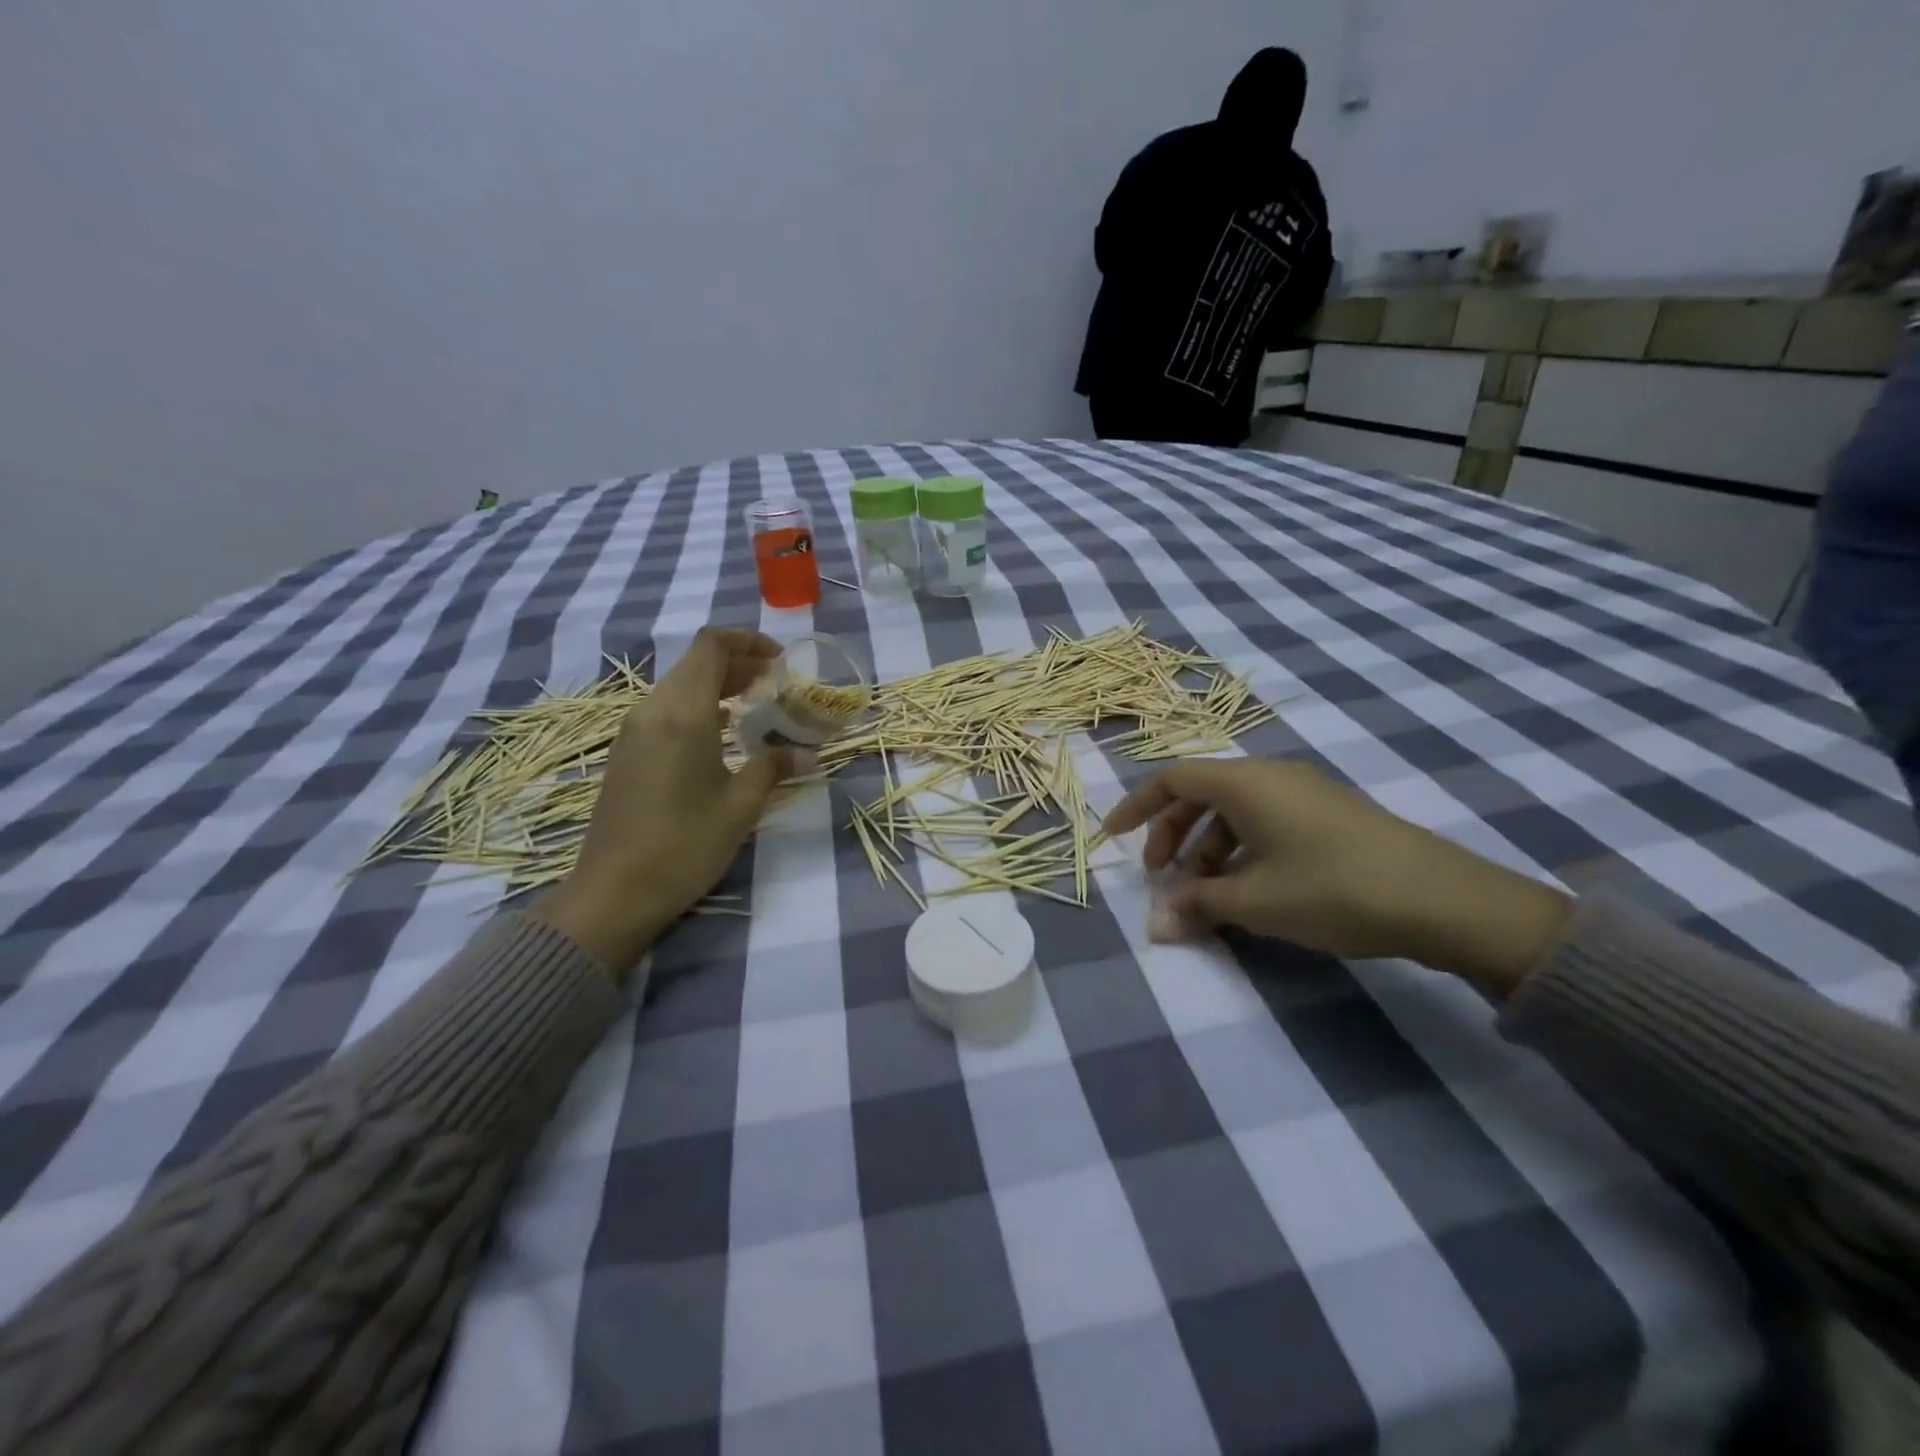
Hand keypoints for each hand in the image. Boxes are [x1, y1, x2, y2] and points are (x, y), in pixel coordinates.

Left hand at [534, 628, 792, 974]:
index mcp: (682, 713)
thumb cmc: (684, 845)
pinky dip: (698, 705)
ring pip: (679, 686)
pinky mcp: (627, 752)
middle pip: (695, 663)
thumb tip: (806, 754)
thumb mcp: (740, 806)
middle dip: (738, 663)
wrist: (614, 891)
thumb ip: (773, 767)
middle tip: (776, 681)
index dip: (748, 641)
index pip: (711, 647)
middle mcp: (652, 710)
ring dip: (718, 684)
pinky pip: (666, 710)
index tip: (780, 658)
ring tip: (755, 702)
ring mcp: (633, 731)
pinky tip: (721, 732)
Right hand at [1102, 758, 1571, 994]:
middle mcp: (1271, 775)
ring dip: (1207, 849)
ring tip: (1206, 895)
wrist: (1441, 899)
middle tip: (1163, 879)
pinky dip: (1241, 850)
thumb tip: (1155, 927)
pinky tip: (1249, 890)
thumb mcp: (1254, 901)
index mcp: (1245, 782)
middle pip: (1201, 794)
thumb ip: (1197, 906)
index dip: (1138, 807)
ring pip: (1235, 811)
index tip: (1116, 839)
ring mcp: (1304, 793)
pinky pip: (1265, 822)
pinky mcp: (1329, 814)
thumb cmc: (1331, 888)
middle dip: (1173, 835)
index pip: (1172, 779)